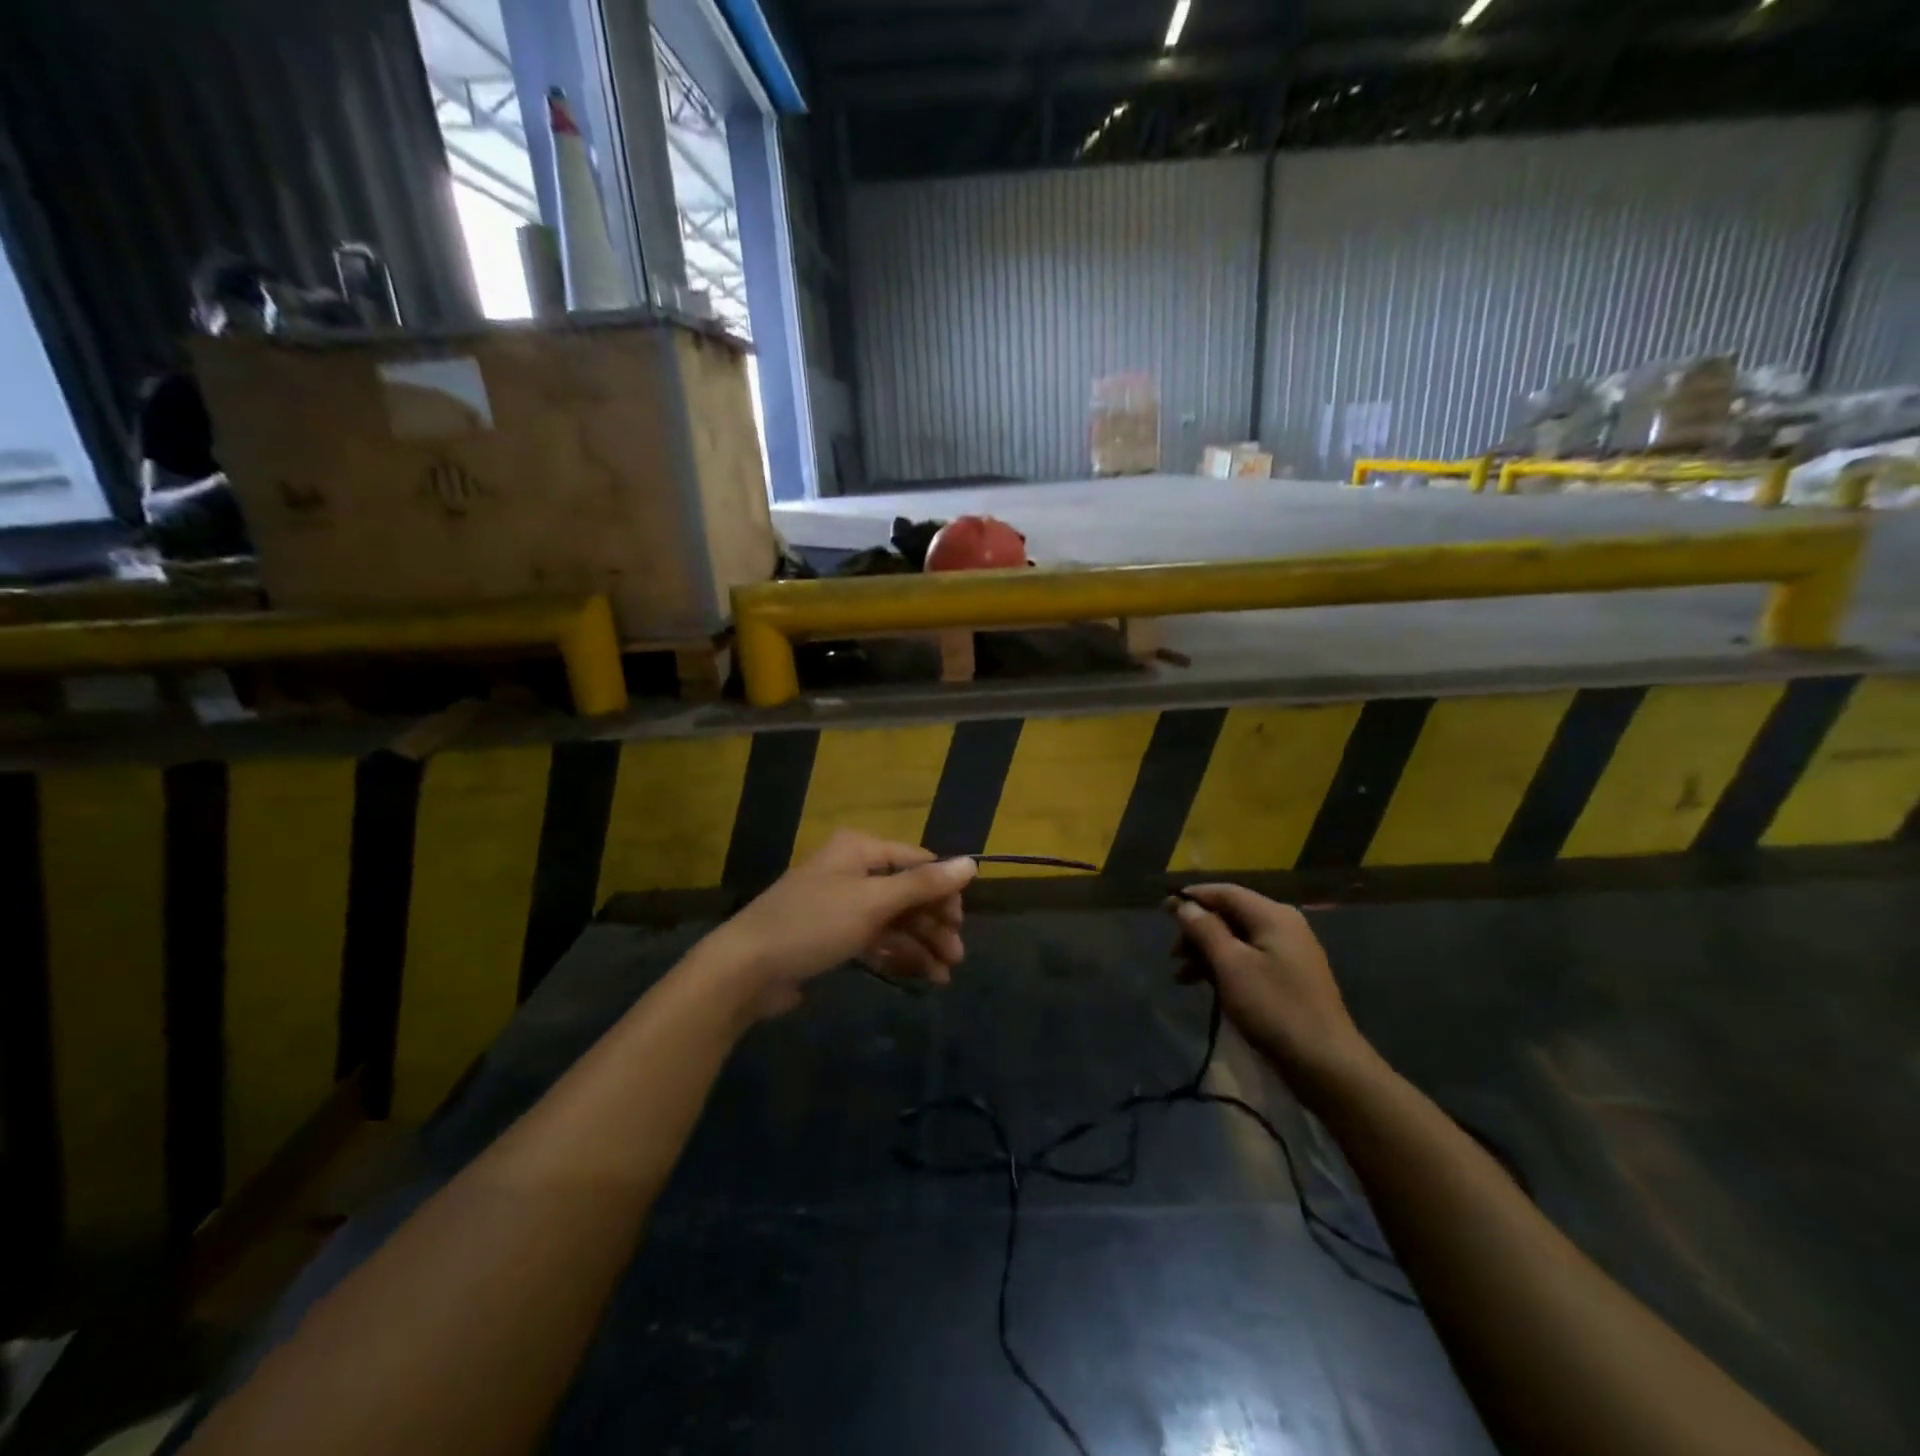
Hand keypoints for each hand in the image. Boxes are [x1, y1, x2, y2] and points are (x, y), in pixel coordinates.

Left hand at [694, 830, 977, 1018]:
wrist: (746, 969)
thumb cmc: (813, 923)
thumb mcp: (872, 902)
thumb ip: (923, 884)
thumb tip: (973, 862)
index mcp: (860, 850)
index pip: (917, 862)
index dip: (944, 889)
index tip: (962, 921)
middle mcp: (853, 871)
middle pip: (908, 893)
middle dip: (934, 924)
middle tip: (957, 956)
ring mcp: (843, 905)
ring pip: (895, 919)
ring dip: (922, 944)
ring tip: (945, 974)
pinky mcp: (834, 936)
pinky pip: (877, 939)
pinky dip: (899, 955)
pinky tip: (922, 976)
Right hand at [1171, 885, 1374, 1095]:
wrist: (1325, 1062)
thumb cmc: (1273, 1007)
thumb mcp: (1231, 966)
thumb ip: (1205, 930)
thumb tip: (1184, 904)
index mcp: (1272, 915)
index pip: (1225, 892)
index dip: (1192, 897)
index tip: (1163, 910)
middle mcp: (1283, 925)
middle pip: (1230, 914)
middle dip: (1197, 930)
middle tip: (1172, 954)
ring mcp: (1289, 951)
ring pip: (1237, 939)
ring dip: (1207, 952)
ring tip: (1181, 976)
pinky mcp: (1289, 976)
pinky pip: (1249, 958)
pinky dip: (1225, 966)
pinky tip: (1206, 985)